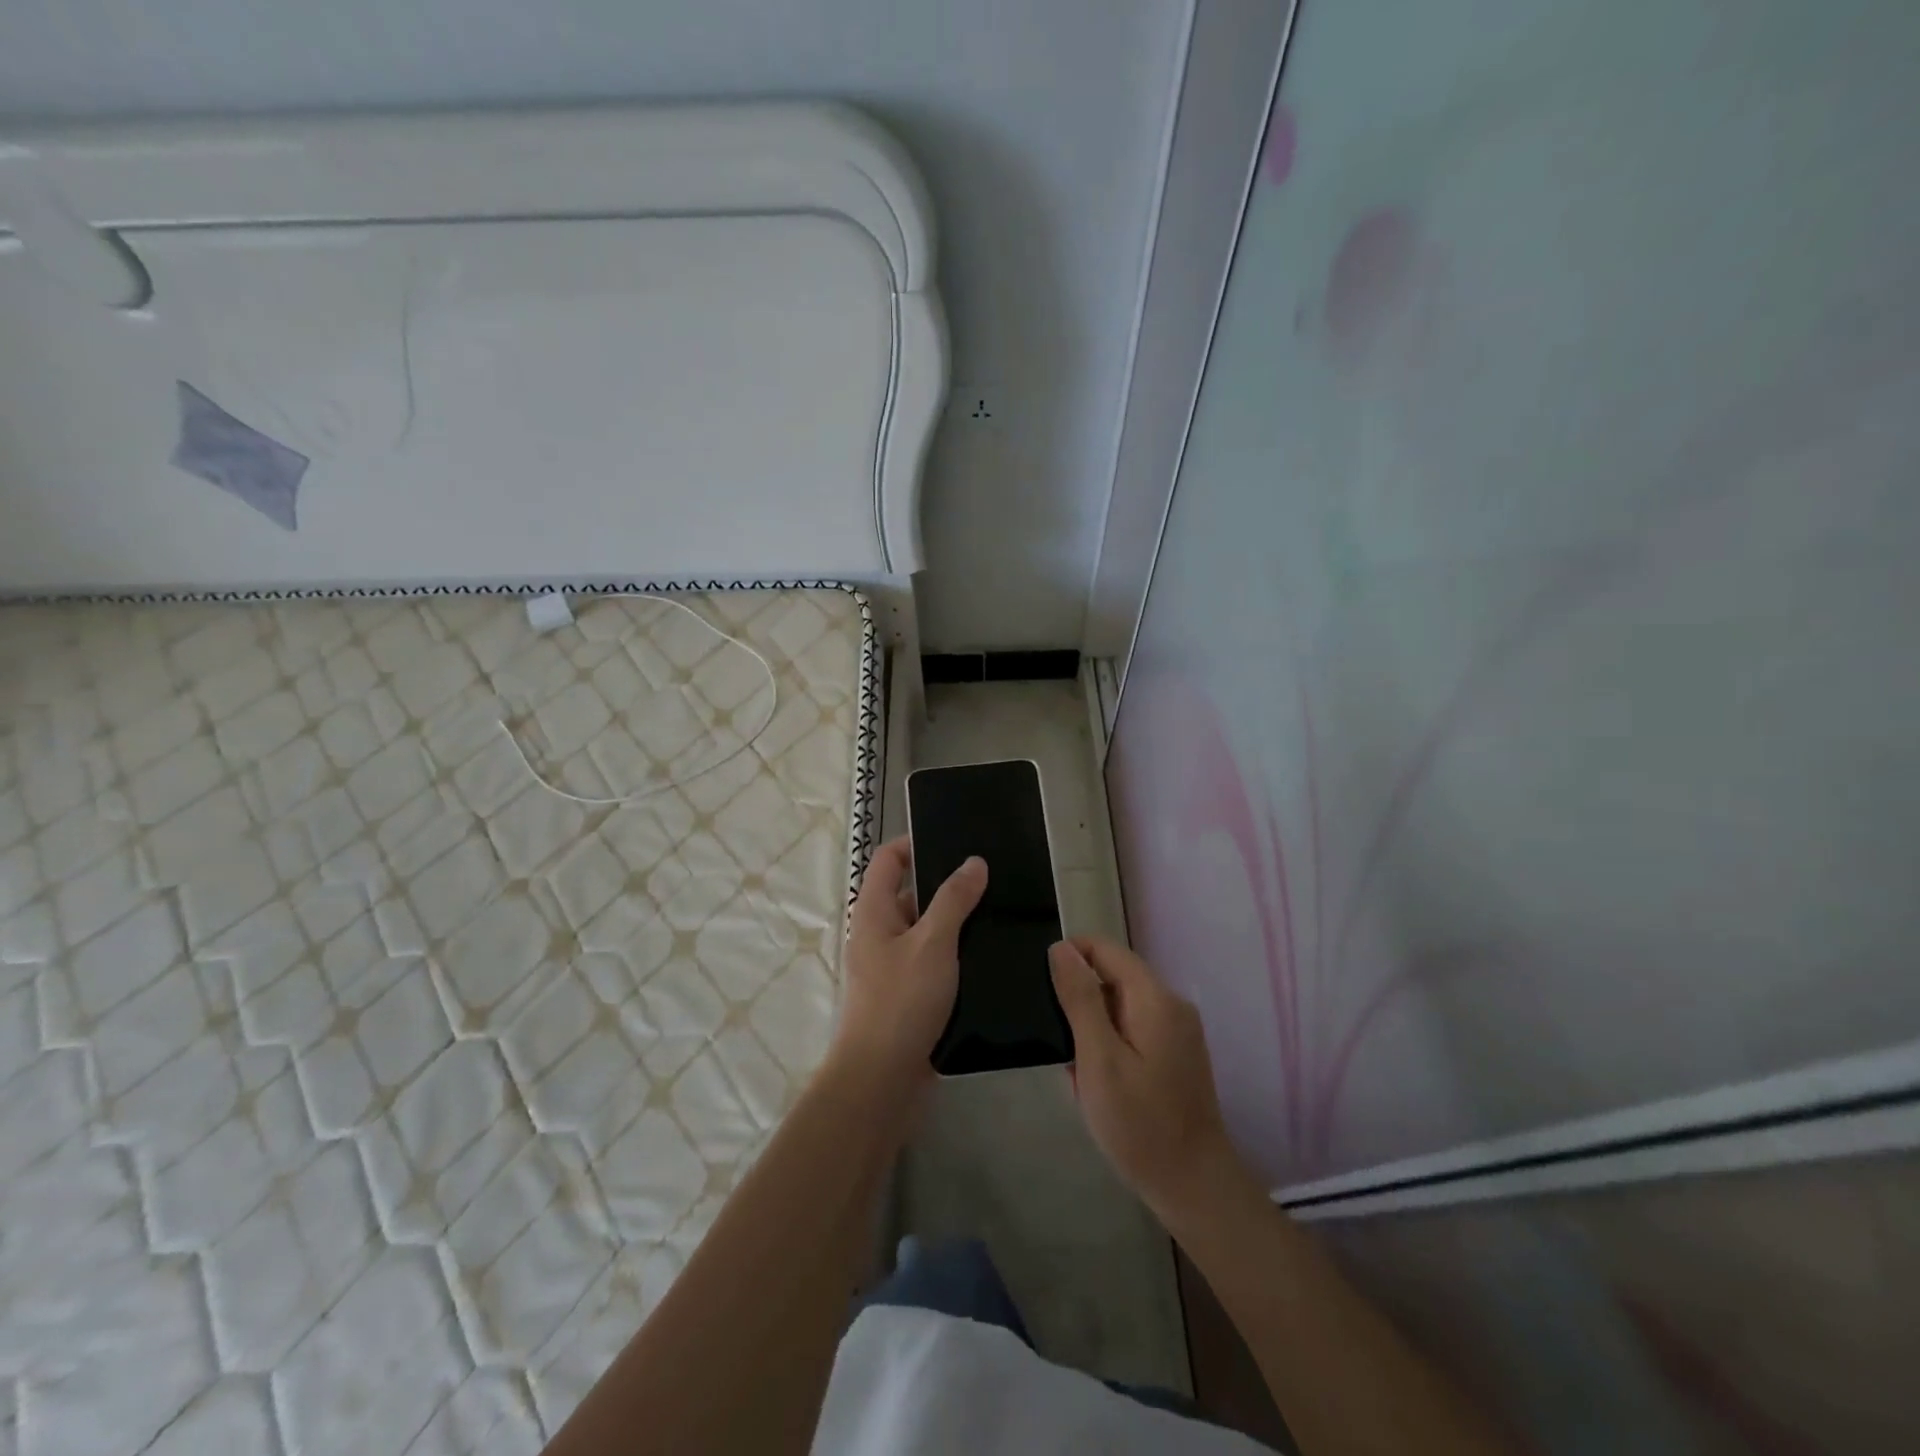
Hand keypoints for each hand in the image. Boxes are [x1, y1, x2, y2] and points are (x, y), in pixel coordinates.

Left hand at [832, 837, 987, 1084]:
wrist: (882, 1079)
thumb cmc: (902, 1001)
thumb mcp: (933, 943)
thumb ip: (954, 899)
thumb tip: (973, 862)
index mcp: (873, 912)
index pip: (889, 860)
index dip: (915, 843)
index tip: (955, 840)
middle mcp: (879, 933)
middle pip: (910, 893)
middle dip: (946, 883)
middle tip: (991, 877)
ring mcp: (893, 965)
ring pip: (927, 929)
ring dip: (956, 920)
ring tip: (999, 911)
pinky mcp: (909, 993)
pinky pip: (934, 960)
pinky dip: (956, 952)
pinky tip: (989, 953)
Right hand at [1050, 937, 1250, 1224]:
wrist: (1193, 1187)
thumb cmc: (1140, 1124)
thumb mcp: (1098, 1059)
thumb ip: (1080, 999)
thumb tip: (1061, 948)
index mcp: (1155, 998)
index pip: (1105, 949)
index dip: (1070, 957)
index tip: (1042, 989)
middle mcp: (1171, 1004)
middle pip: (1114, 976)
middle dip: (1080, 1001)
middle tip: (1058, 1043)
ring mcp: (1177, 1030)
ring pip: (1120, 1005)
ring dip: (1092, 1028)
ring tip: (1075, 1068)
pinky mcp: (1176, 1054)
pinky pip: (1132, 1029)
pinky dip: (1109, 1045)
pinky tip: (1097, 1082)